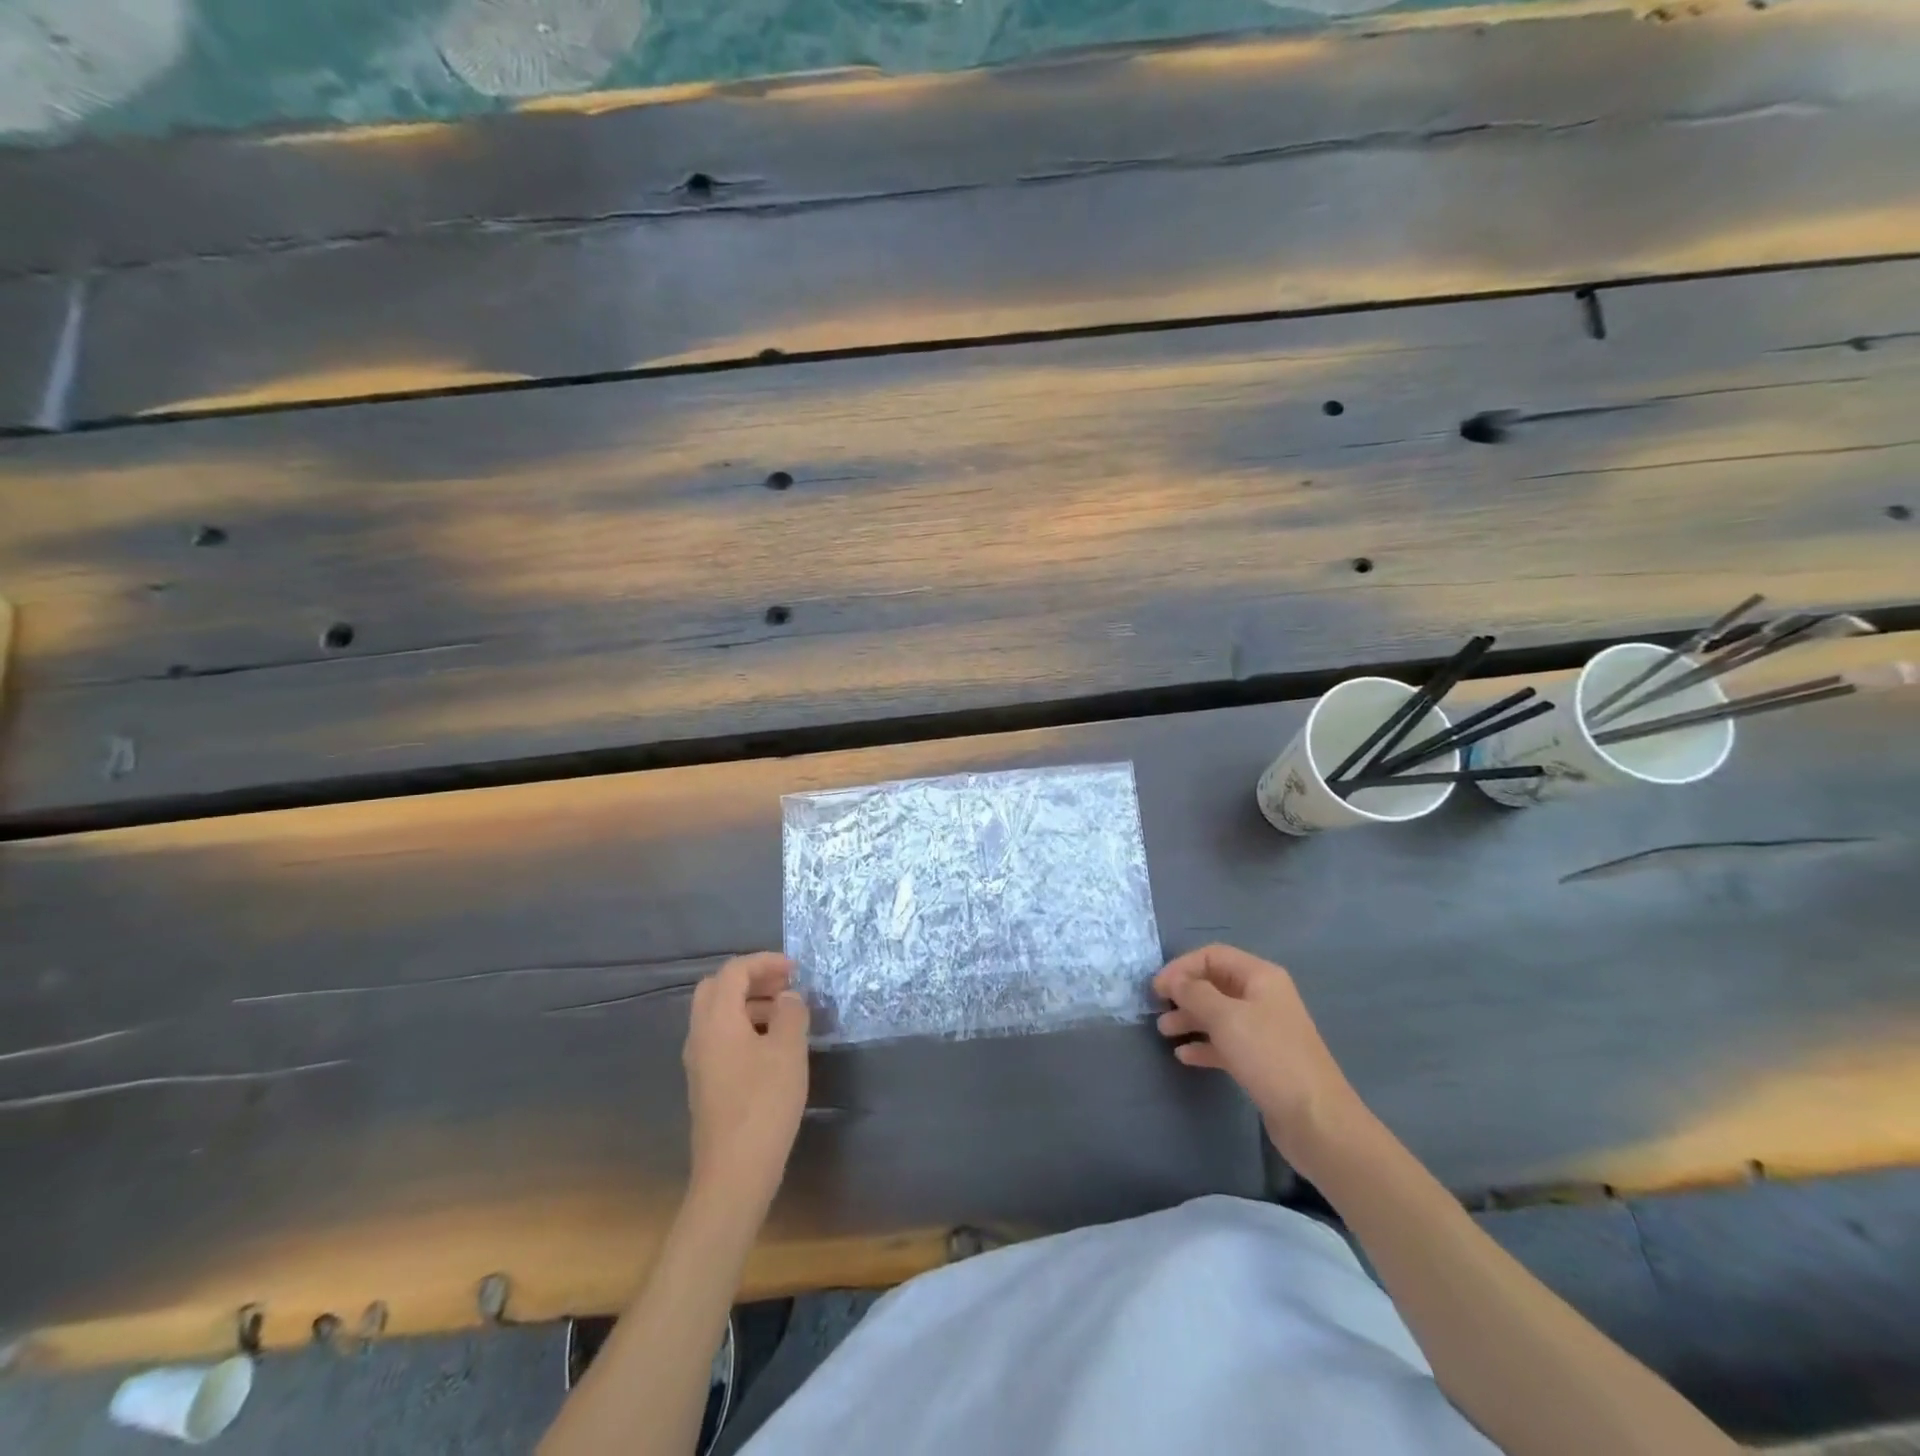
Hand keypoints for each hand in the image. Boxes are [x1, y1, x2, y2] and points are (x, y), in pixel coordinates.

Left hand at [684, 953, 809, 1208]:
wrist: (734, 1173)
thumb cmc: (763, 1104)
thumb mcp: (788, 1051)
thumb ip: (791, 1013)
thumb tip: (788, 997)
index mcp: (716, 1020)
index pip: (733, 971)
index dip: (764, 962)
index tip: (796, 969)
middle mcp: (700, 1035)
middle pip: (717, 989)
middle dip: (752, 979)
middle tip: (785, 986)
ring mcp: (700, 1062)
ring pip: (718, 1014)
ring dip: (749, 1003)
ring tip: (786, 1014)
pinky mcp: (706, 1084)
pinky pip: (721, 1038)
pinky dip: (745, 1026)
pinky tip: (773, 1046)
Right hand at [1154, 944, 1364, 1172]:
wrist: (1316, 1120)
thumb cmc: (1269, 1057)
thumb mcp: (1226, 1018)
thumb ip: (1194, 993)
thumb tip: (1172, 979)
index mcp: (1260, 977)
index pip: (1213, 955)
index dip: (1182, 966)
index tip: (1156, 989)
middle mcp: (1263, 997)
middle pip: (1214, 983)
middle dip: (1184, 993)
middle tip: (1157, 1010)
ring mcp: (1264, 1029)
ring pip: (1218, 1014)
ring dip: (1190, 1019)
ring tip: (1164, 1033)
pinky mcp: (1261, 1060)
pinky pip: (1226, 1042)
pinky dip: (1204, 1045)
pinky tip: (1184, 1056)